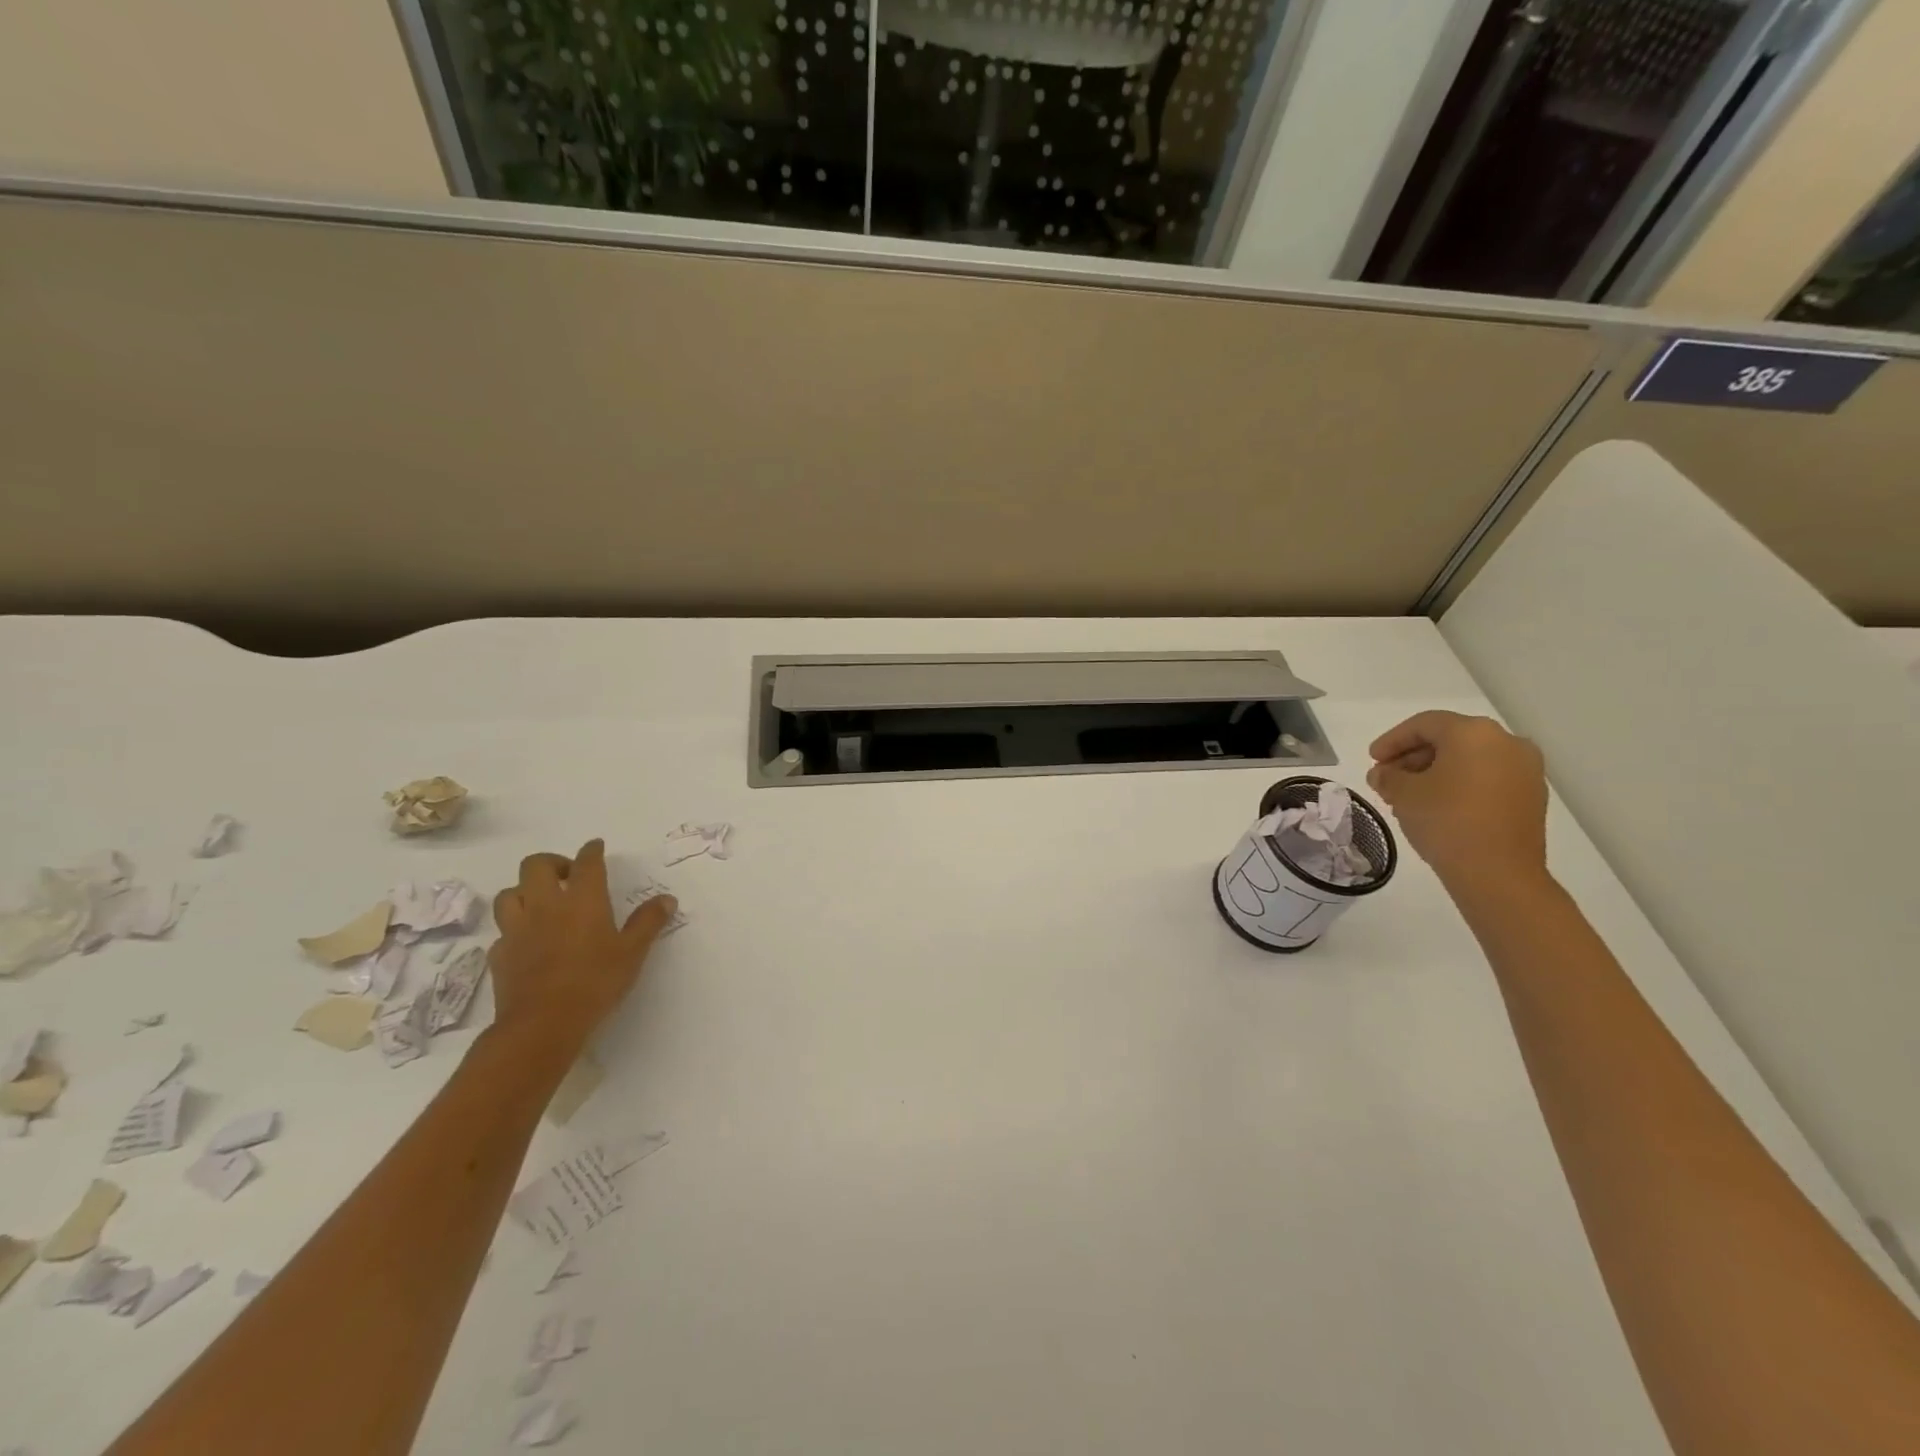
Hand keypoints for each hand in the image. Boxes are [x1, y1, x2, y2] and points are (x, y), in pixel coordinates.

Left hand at [489, 839, 676, 1053]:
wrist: (542, 1024)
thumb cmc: (595, 982)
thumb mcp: (633, 952)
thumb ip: (648, 922)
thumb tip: (667, 899)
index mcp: (582, 899)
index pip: (586, 862)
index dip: (591, 851)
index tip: (595, 846)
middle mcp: (546, 905)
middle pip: (536, 865)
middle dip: (551, 862)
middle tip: (567, 876)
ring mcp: (517, 929)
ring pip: (510, 893)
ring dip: (524, 891)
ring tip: (541, 903)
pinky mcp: (500, 954)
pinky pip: (503, 930)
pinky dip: (515, 928)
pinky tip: (528, 940)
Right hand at [1366, 711, 1548, 890]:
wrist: (1498, 873)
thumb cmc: (1445, 821)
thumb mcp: (1403, 794)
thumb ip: (1387, 776)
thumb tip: (1383, 774)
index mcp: (1473, 733)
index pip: (1423, 724)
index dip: (1392, 740)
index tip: (1372, 760)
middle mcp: (1506, 742)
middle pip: (1450, 739)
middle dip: (1413, 756)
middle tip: (1387, 778)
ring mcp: (1525, 770)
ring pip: (1470, 759)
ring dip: (1436, 771)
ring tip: (1409, 795)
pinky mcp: (1531, 796)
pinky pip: (1487, 777)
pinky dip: (1460, 784)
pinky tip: (1438, 805)